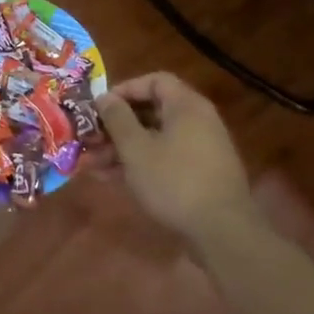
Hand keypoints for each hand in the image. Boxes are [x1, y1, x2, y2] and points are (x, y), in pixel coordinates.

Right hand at [96, 72, 254, 241]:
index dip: (125, 89)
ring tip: (93, 165)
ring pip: (155, 139)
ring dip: (123, 148)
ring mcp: (202, 149)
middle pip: (152, 111)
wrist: (223, 232)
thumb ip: (117, 119)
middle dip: (117, 125)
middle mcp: (198, 121)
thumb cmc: (174, 180)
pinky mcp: (201, 175)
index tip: (101, 106)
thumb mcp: (136, 148)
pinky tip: (113, 180)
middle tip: (91, 139)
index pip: (154, 81)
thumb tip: (104, 97)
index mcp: (186, 106)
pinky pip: (166, 158)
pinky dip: (141, 164)